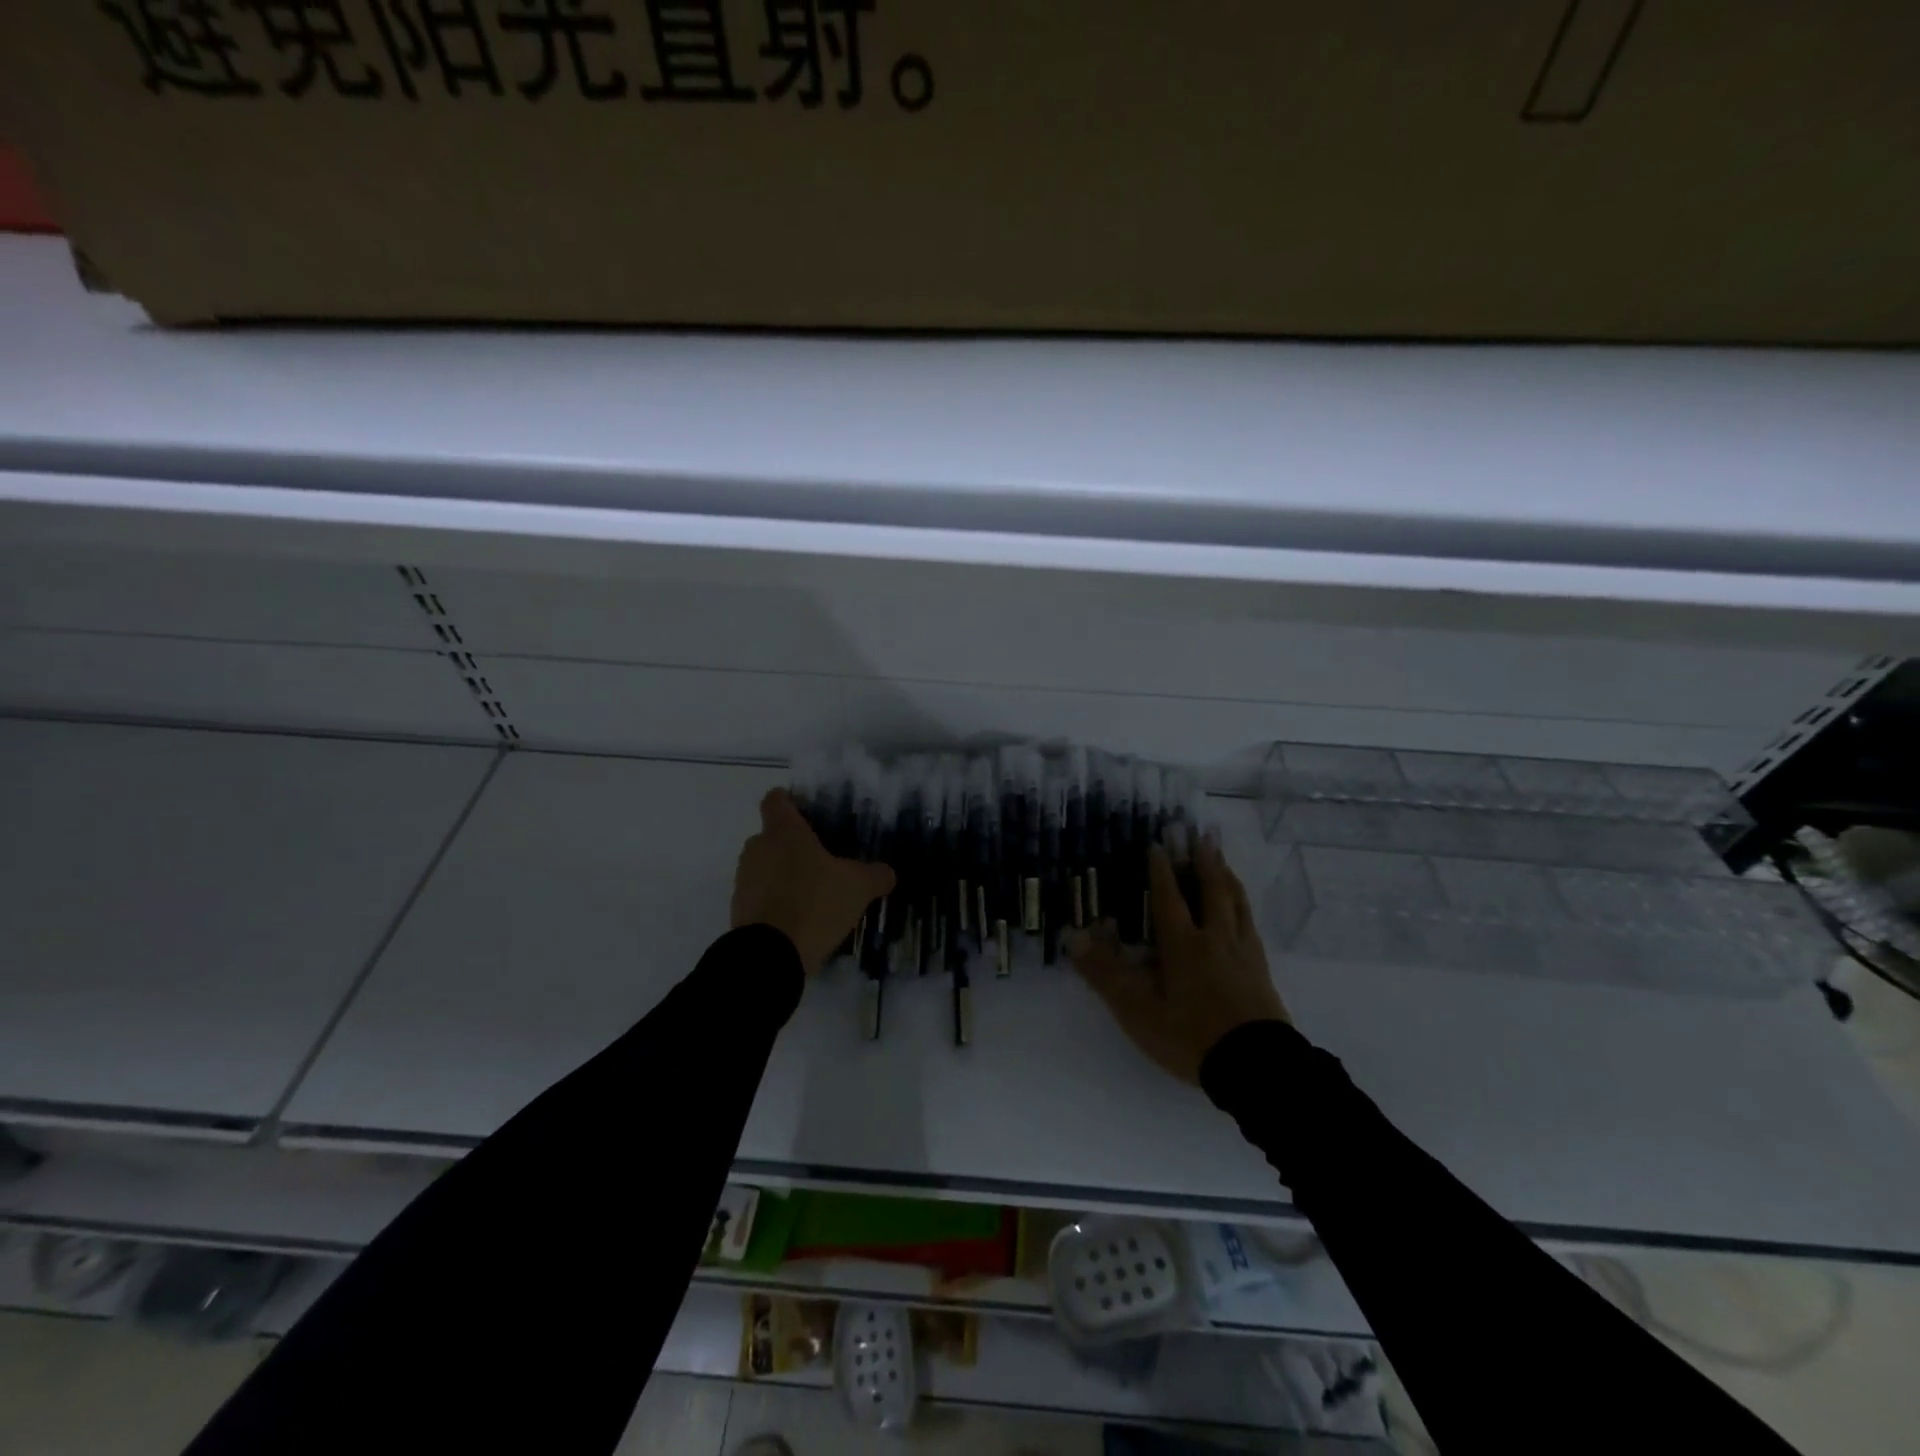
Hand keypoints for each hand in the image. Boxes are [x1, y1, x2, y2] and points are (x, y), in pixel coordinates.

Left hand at [731, 789, 895, 975]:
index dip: (790, 801)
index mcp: (784, 832)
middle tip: (823, 862)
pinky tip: (800, 919)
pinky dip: (776, 902)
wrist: (769, 956)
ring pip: (765, 867)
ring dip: (784, 876)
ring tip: (813, 895)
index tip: (807, 812)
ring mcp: (744, 880)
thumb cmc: (814, 903)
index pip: (776, 799)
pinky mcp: (739, 910)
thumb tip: (887, 872)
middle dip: (794, 846)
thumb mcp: (857, 887)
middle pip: (773, 836)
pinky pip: (760, 896)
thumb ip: (875, 875)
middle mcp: (758, 848)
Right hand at [1067, 837, 1288, 1083]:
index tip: (1158, 843)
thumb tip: (1072, 936)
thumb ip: (1105, 973)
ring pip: (1236, 904)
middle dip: (1203, 861)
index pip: (1169, 898)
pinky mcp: (1261, 971)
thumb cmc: (1190, 1035)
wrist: (1256, 1067)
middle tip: (1201, 833)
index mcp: (1183, 944)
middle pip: (1211, 891)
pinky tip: (1242, 909)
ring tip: (1222, 858)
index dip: (1162, 870)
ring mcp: (1243, 953)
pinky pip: (1251, 925)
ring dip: (1227, 877)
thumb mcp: (1137, 1010)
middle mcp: (1215, 939)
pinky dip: (1243, 906)